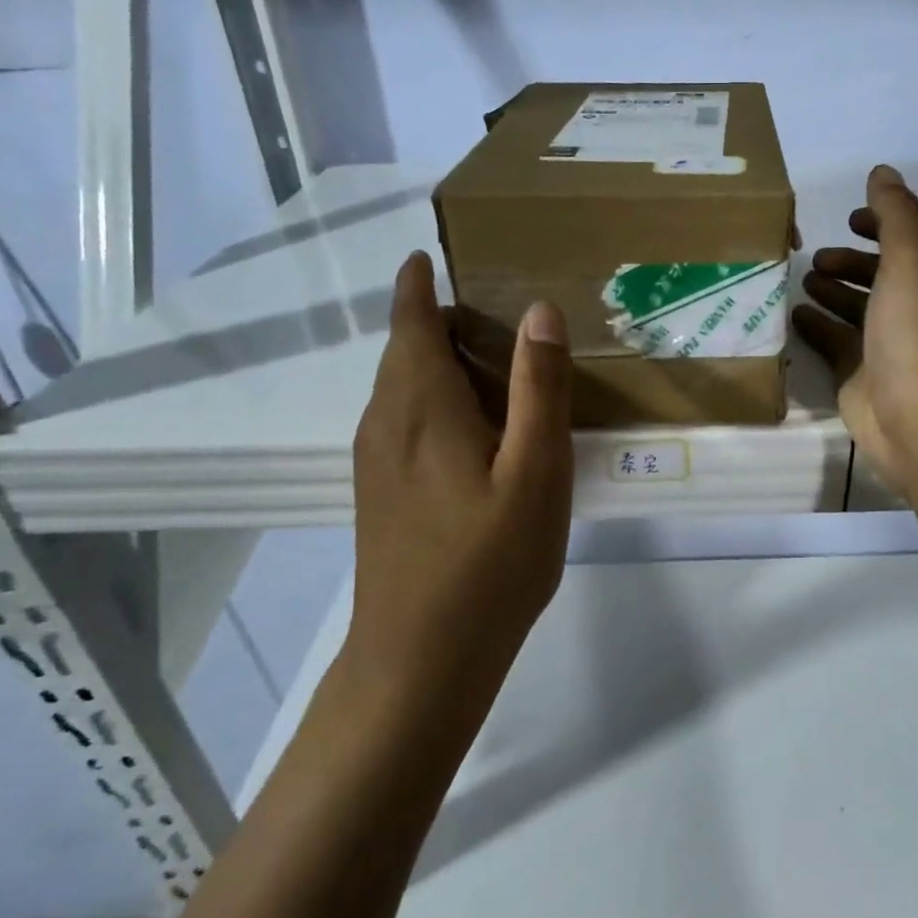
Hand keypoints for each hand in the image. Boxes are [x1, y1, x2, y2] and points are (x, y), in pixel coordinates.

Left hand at [346, 251, 572, 696]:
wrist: (420, 661)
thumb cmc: (488, 562)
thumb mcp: (535, 470)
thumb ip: (539, 388)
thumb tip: (539, 309)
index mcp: (421, 406)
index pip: (409, 322)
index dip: (418, 285)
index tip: (431, 256)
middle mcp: (386, 423)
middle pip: (403, 352)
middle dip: (434, 320)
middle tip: (491, 308)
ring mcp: (377, 463)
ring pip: (401, 389)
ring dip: (434, 361)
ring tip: (488, 358)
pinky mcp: (381, 494)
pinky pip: (402, 422)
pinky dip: (432, 399)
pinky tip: (472, 427)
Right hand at [794, 165, 917, 501]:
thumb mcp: (912, 259)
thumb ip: (896, 213)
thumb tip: (883, 172)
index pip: (906, 240)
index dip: (881, 225)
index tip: (849, 217)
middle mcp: (911, 308)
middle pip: (878, 276)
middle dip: (849, 262)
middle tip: (815, 258)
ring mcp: (884, 345)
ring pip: (854, 310)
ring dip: (831, 293)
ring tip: (800, 281)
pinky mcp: (859, 376)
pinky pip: (833, 343)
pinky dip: (816, 328)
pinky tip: (793, 317)